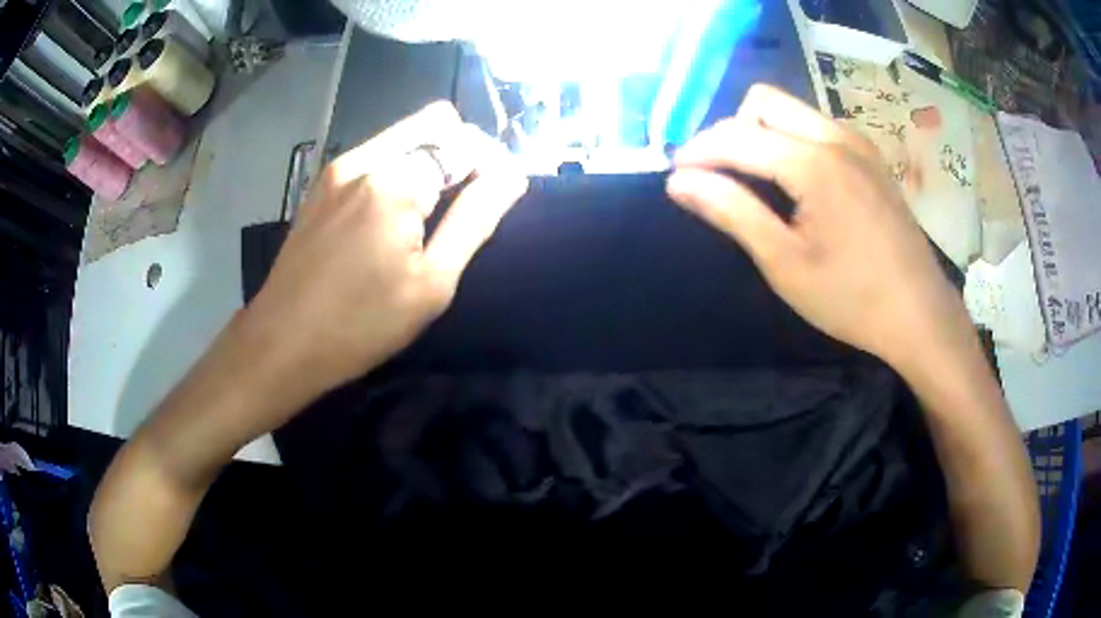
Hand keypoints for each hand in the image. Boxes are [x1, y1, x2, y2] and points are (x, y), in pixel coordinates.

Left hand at [243, 102, 527, 394]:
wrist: (281, 343)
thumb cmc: (360, 325)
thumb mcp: (431, 283)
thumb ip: (474, 220)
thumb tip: (512, 176)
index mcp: (395, 182)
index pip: (465, 144)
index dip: (494, 164)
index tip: (503, 194)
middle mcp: (365, 159)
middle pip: (434, 124)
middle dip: (465, 151)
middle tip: (474, 198)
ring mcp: (338, 168)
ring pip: (404, 136)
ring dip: (433, 158)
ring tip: (437, 209)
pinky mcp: (321, 183)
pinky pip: (377, 154)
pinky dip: (402, 168)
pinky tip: (398, 211)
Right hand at [666, 84, 968, 368]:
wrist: (920, 314)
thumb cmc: (852, 298)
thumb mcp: (785, 264)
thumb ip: (732, 212)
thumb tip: (679, 182)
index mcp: (814, 163)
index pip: (738, 135)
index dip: (699, 150)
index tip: (676, 175)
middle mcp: (836, 137)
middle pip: (763, 101)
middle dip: (731, 130)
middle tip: (721, 175)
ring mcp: (858, 143)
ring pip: (792, 110)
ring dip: (762, 132)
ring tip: (757, 179)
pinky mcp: (871, 157)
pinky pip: (818, 126)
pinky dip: (792, 139)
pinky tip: (798, 182)